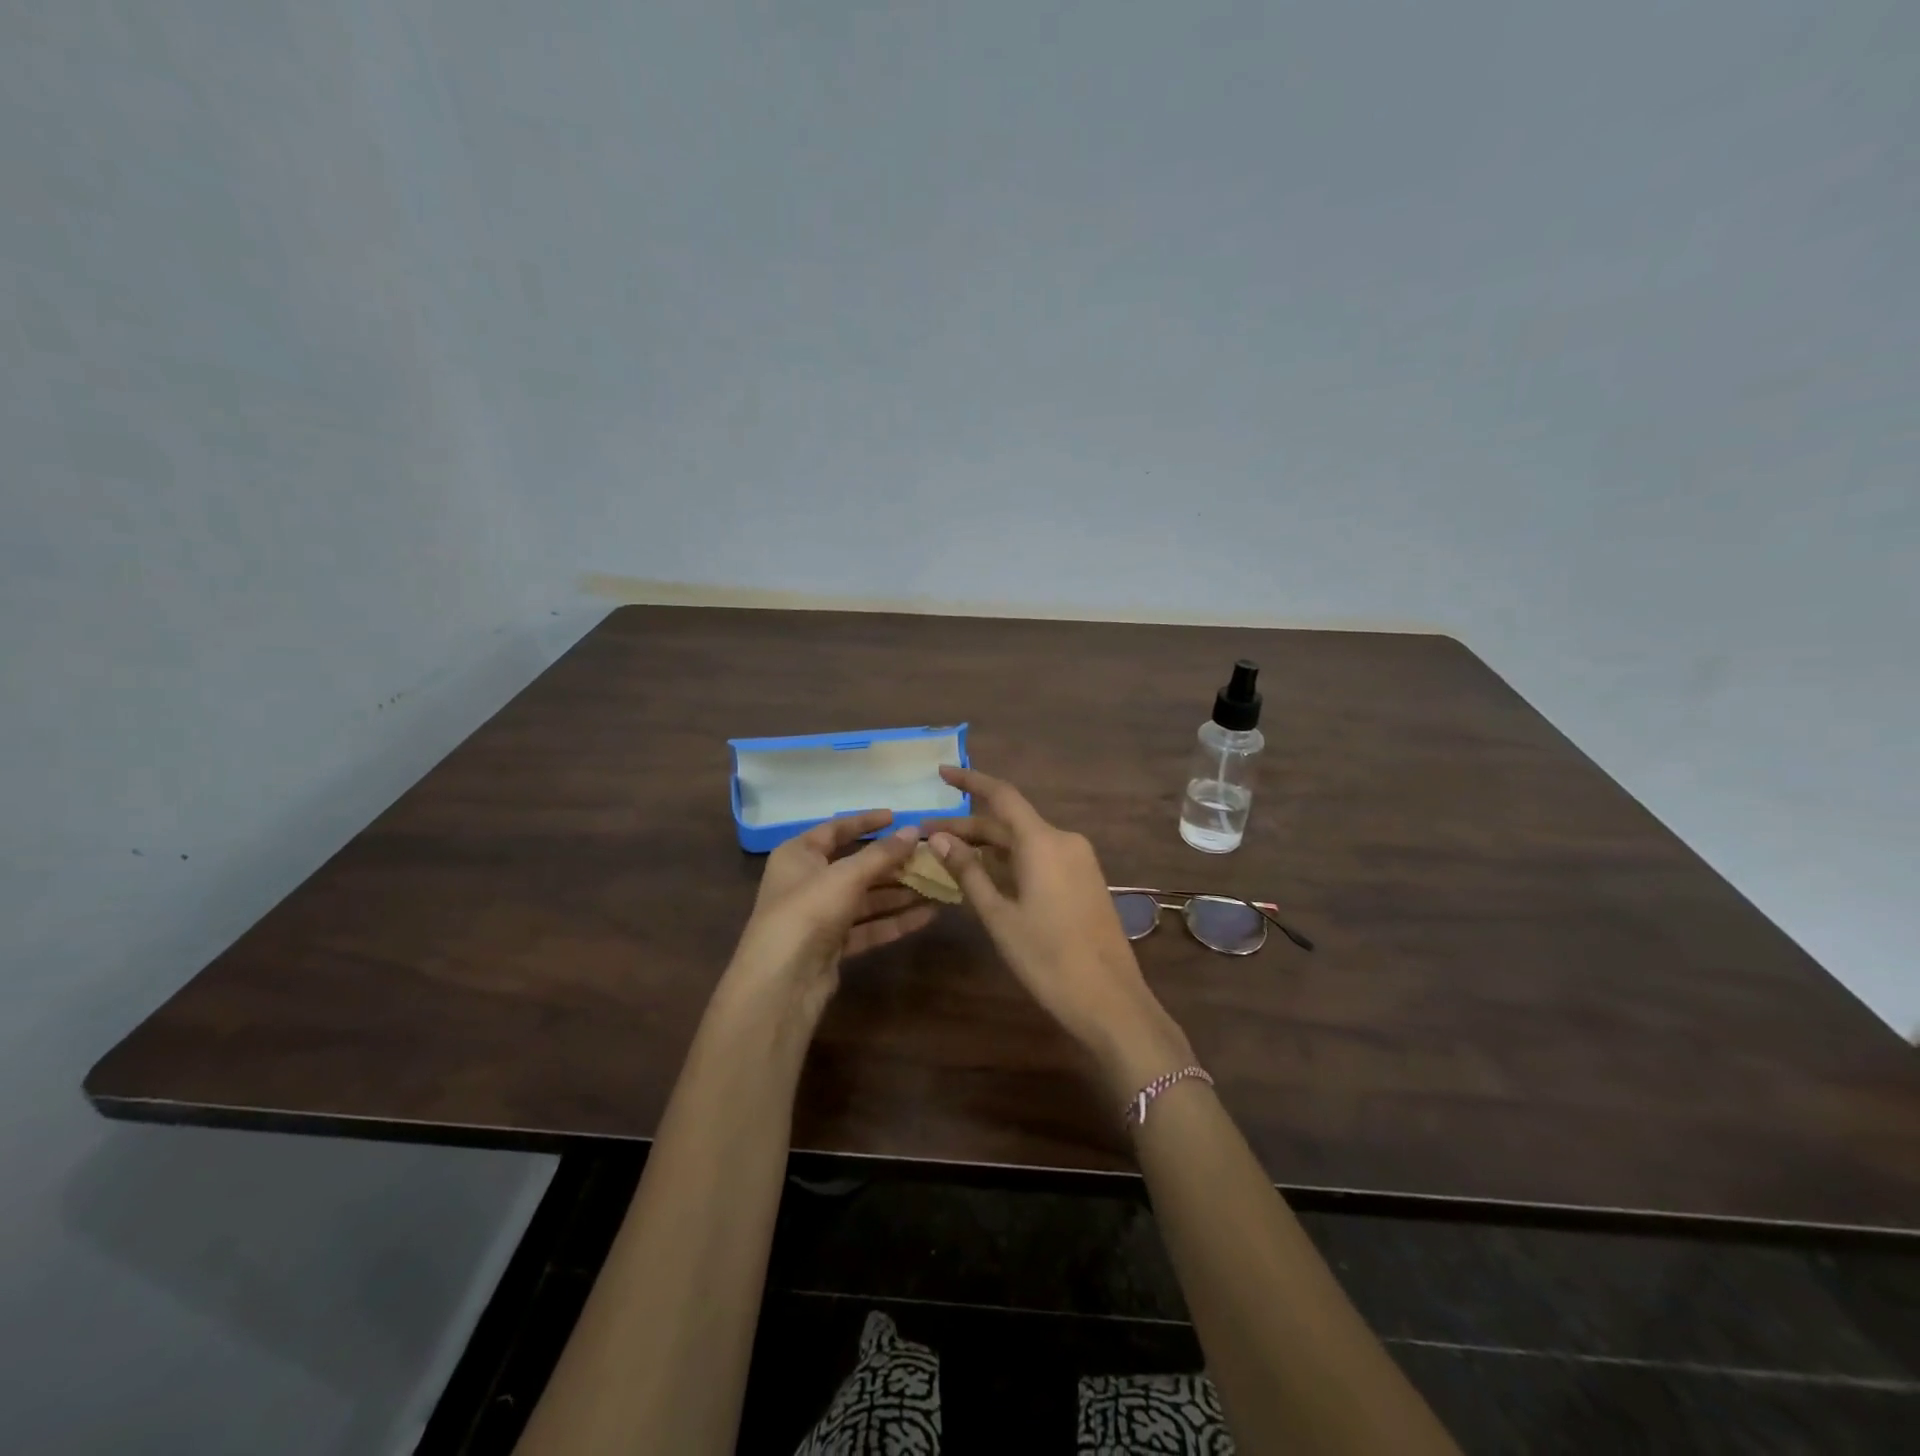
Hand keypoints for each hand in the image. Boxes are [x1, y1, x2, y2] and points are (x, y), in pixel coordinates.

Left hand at [722, 811, 934, 1028]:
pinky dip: (894, 921)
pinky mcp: (833, 946)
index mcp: (798, 855)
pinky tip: (927, 916)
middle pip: (856, 866)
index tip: (898, 817)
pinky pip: (868, 926)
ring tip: (937, 886)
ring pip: (866, 899)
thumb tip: (913, 831)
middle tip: (929, 857)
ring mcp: (820, 916)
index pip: (836, 829)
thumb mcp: (846, 875)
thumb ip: (882, 854)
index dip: (867, 822)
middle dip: (893, 864)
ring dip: (900, 893)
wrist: (782, 982)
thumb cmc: (808, 911)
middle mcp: (807, 882)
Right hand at [924, 768, 1192, 1088]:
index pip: (1002, 795)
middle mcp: (1064, 840)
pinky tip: (988, 874)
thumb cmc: (1047, 958)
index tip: (942, 773)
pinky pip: (1042, 856)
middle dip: (969, 826)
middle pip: (1010, 822)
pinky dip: (1012, 859)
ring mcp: (1079, 860)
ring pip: (1025, 840)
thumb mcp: (999, 916)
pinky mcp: (1085, 880)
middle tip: (928, 836)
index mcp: (1043, 841)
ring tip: (950, 855)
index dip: (970, 780)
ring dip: (989, 845)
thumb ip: (969, 872)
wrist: (1110, 1000)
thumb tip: (939, 838)